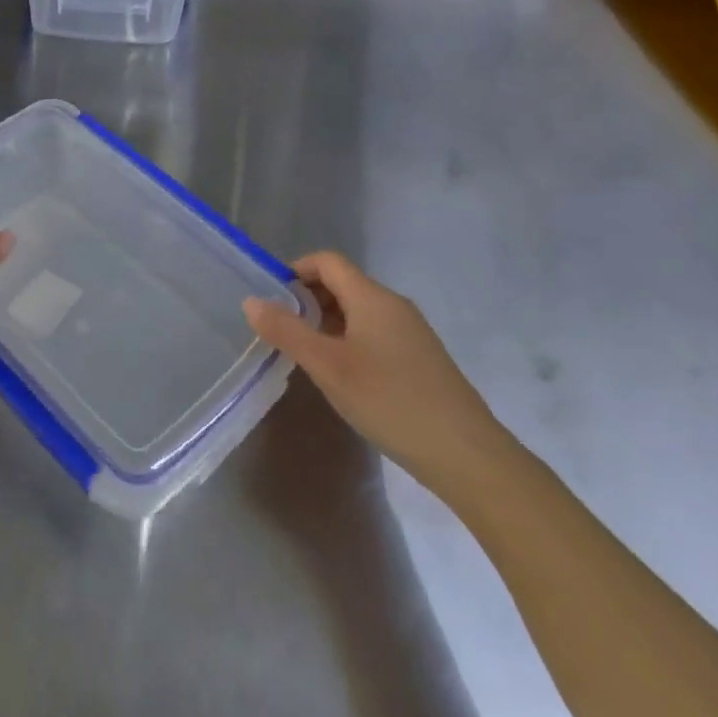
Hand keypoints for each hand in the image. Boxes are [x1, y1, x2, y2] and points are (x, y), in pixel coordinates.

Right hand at [243, 252, 513, 496]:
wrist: (466, 455)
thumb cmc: (390, 401)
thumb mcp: (327, 366)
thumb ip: (286, 331)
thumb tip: (251, 300)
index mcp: (372, 297)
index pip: (327, 261)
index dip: (295, 270)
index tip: (270, 297)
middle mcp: (394, 305)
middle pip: (343, 283)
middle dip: (308, 298)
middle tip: (281, 329)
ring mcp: (412, 332)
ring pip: (359, 311)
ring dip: (327, 321)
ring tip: (306, 354)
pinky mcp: (421, 358)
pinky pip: (375, 333)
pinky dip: (349, 340)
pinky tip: (342, 375)